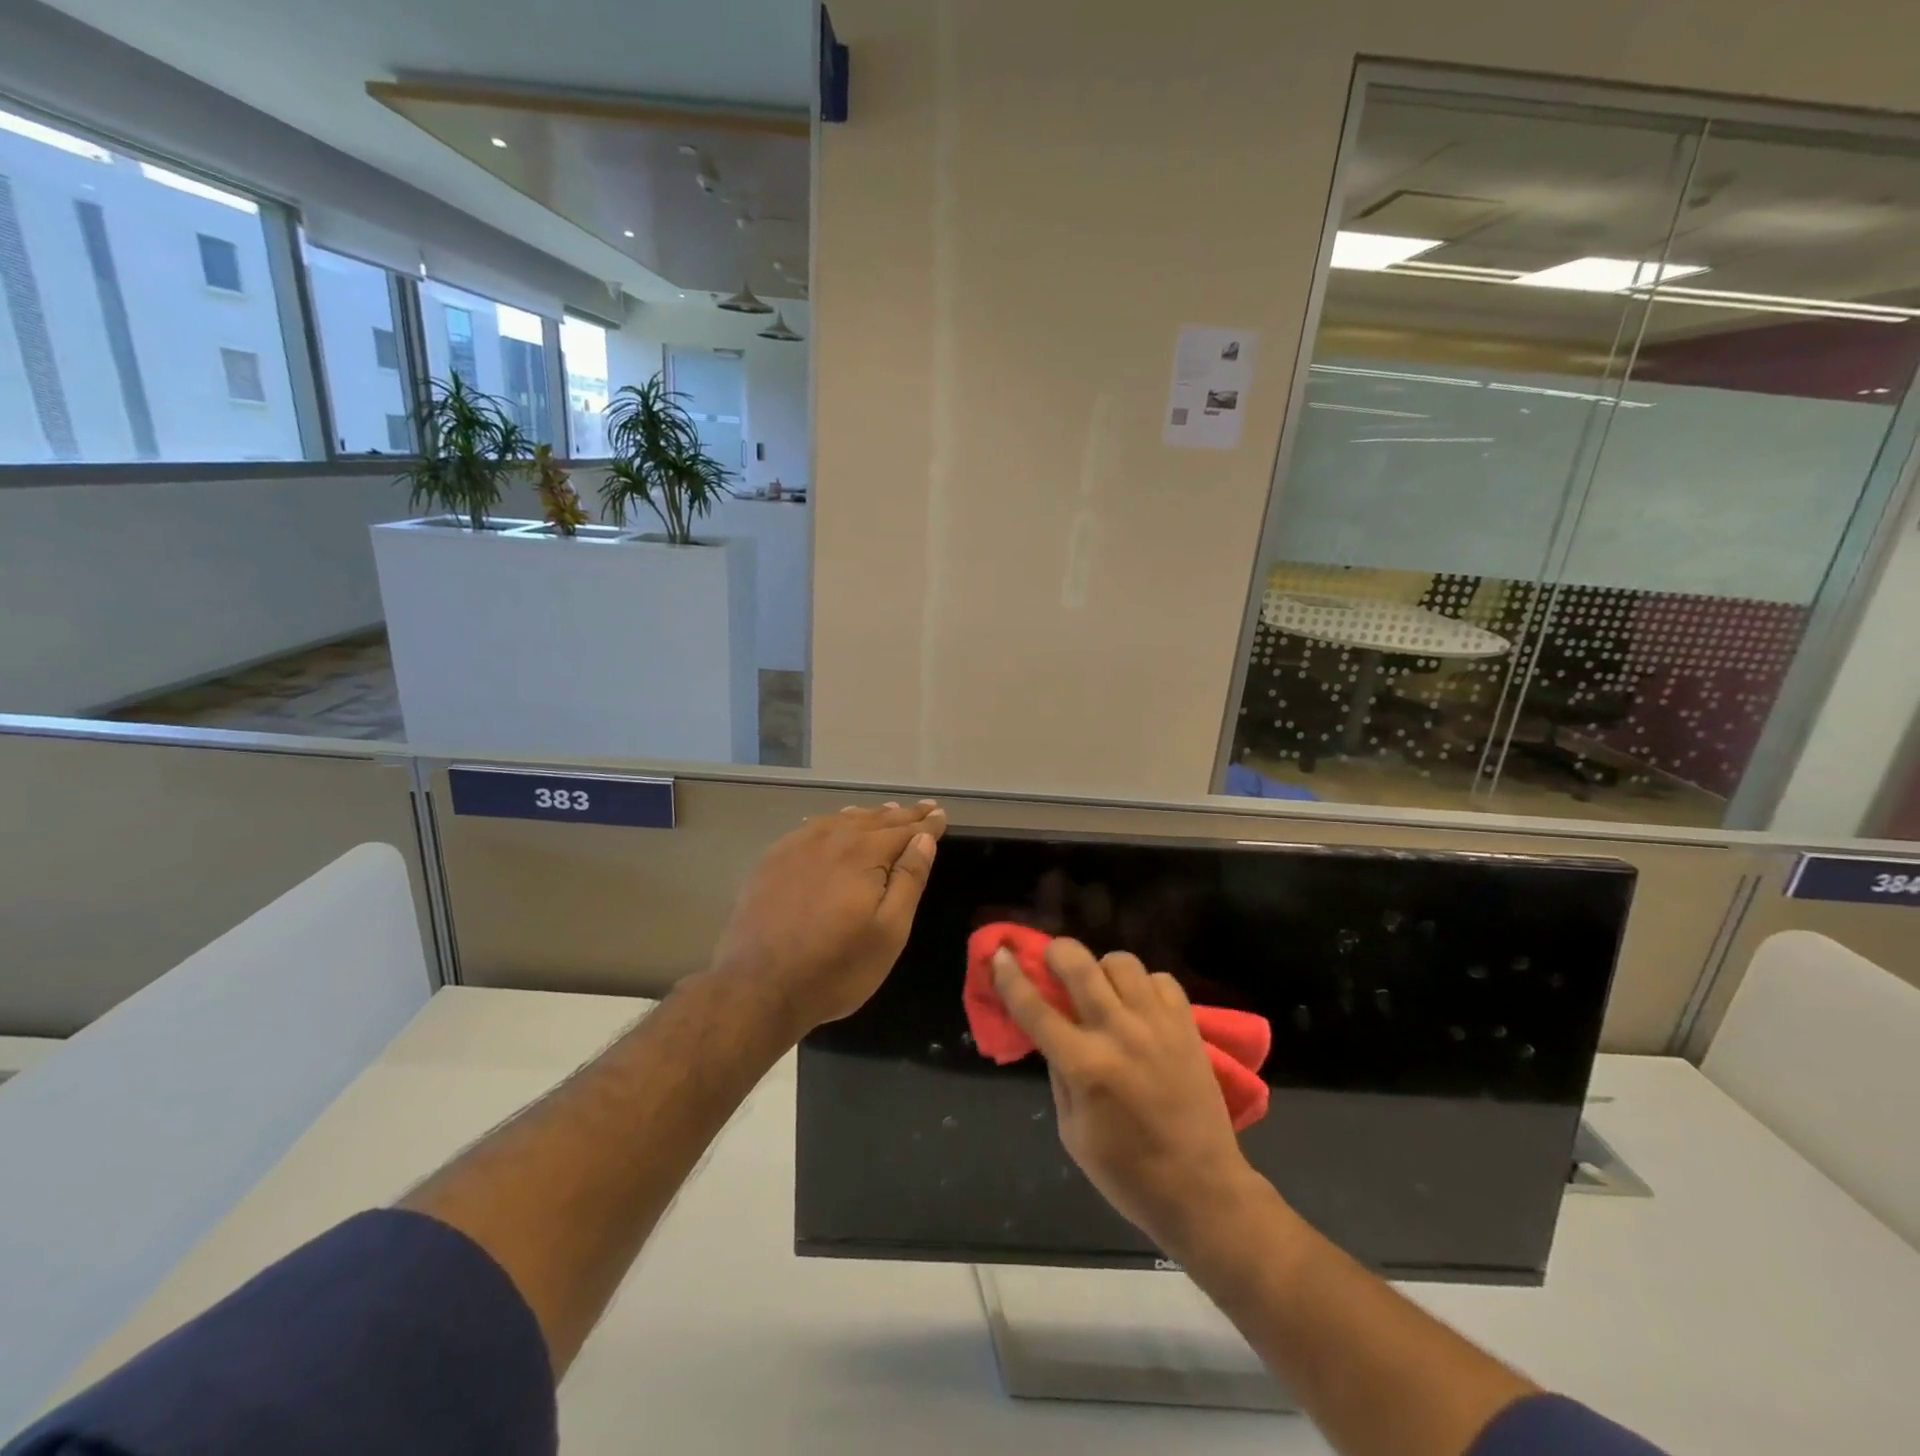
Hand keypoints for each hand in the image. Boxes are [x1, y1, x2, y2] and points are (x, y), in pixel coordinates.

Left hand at [711, 801, 946, 1035]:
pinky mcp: (772, 860)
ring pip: (841, 820)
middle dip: (902, 815)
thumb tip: (924, 839)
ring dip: (868, 816)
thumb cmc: (836, 967)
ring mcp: (796, 847)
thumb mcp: (889, 931)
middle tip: (923, 808)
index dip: (926, 825)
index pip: (904, 831)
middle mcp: (830, 839)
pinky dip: (833, 822)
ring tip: (886, 811)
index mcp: (863, 852)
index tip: (941, 815)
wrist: (758, 987)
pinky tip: (835, 825)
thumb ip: (909, 879)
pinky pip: (811, 829)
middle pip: (874, 820)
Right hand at [993, 938, 1258, 1251]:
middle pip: (1080, 965)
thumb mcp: (1072, 1132)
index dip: (1011, 977)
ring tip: (1102, 990)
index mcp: (1085, 1067)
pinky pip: (1160, 979)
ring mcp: (1158, 1025)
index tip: (999, 955)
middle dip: (1057, 952)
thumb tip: (1051, 1032)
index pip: (1035, 1009)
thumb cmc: (1127, 1173)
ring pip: (1121, 962)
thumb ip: (1058, 1074)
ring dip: (1102, 969)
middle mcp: (1119, 1034)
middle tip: (1052, 961)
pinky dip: (1144, 985)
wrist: (1202, 1190)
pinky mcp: (1187, 1025)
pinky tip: (1140, 1007)